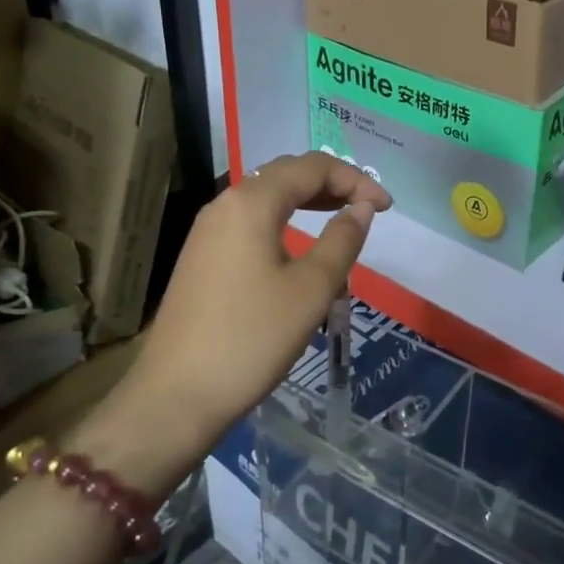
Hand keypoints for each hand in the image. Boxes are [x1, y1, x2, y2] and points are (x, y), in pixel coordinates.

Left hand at [114, 152, 389, 445]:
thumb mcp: (311, 290)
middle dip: (332, 184)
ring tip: (341, 224)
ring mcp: (207, 232)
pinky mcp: (201, 258)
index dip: (356, 179)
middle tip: (368, 209)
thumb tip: (362, 207)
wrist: (176, 396)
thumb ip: (342, 240)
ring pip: (266, 200)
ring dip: (308, 204)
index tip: (387, 208)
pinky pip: (250, 224)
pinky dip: (284, 225)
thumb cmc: (252, 338)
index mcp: (251, 202)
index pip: (312, 167)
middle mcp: (224, 205)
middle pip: (286, 175)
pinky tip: (300, 254)